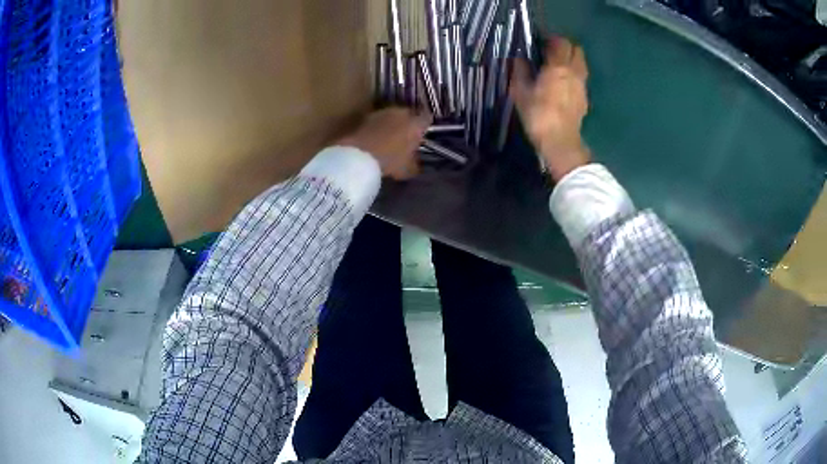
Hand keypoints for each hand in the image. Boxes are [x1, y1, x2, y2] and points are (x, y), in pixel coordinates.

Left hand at [338, 108, 431, 179]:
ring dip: (391, 123)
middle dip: (408, 123)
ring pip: (392, 115)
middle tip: (405, 137)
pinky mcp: (366, 116)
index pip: (427, 118)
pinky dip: (378, 127)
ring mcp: (382, 112)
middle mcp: (401, 112)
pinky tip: (374, 138)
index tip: (422, 134)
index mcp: (416, 123)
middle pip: (408, 114)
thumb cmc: (390, 161)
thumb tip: (415, 163)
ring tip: (388, 137)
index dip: (425, 126)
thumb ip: (415, 164)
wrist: (358, 156)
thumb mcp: (407, 169)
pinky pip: (377, 121)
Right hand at [512, 37, 591, 180]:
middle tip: (551, 53)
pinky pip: (581, 78)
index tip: (541, 43)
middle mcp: (574, 72)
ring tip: (558, 67)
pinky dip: (574, 75)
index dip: (551, 39)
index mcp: (558, 67)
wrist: (560, 142)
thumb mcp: (520, 92)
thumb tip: (519, 59)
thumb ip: (520, 71)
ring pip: (581, 64)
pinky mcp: (585, 98)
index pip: (560, 43)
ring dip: (572, 60)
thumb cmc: (538, 115)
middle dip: (565, 47)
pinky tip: (564, 84)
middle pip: (576, 50)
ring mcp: (582, 86)